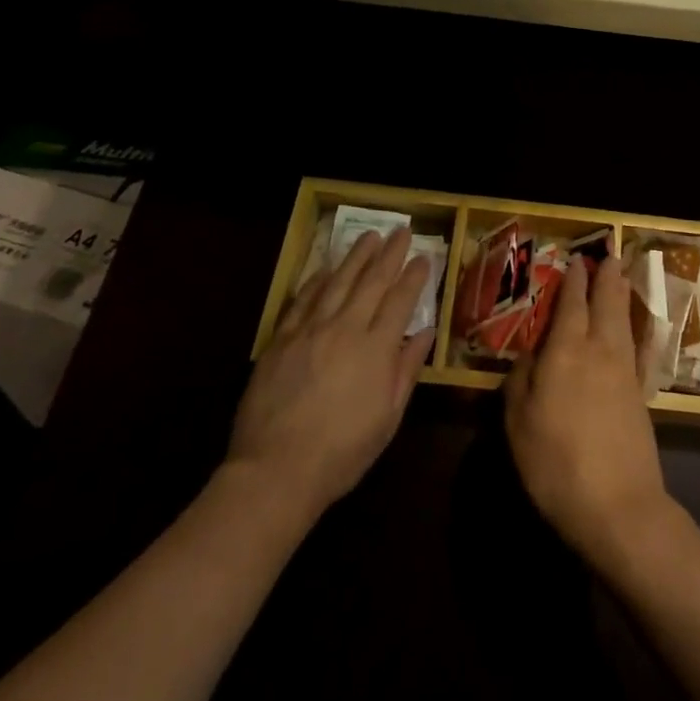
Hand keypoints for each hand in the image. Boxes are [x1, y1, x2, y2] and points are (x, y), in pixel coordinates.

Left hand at [224, 229, 434, 520]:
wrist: (275, 471)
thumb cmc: (341, 453)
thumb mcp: (387, 419)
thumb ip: (406, 370)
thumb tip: (424, 332)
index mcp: (376, 349)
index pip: (401, 300)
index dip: (414, 276)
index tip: (423, 256)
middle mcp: (346, 328)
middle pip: (372, 281)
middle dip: (390, 253)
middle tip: (402, 229)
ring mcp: (310, 330)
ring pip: (338, 281)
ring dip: (356, 256)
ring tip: (369, 235)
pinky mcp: (281, 339)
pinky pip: (303, 299)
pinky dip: (317, 280)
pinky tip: (326, 268)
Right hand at [505, 255, 674, 570]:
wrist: (618, 505)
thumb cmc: (556, 463)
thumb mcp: (519, 422)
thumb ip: (521, 380)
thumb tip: (530, 354)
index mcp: (565, 351)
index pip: (570, 305)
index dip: (573, 282)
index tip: (576, 261)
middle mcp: (598, 350)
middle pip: (604, 304)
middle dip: (605, 278)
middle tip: (609, 256)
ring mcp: (624, 371)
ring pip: (623, 321)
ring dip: (622, 295)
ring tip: (622, 277)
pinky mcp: (640, 394)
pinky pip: (639, 349)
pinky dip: (639, 331)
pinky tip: (640, 329)